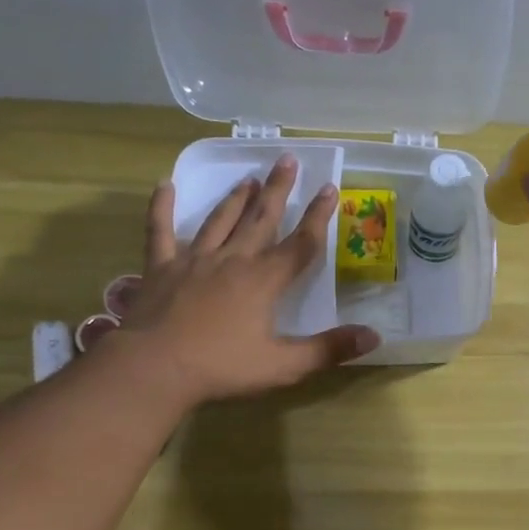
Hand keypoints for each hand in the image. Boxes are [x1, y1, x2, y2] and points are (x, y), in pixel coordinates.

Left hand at [106, 156, 379, 406]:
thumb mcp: (284, 365)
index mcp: (264, 280)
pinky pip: (160, 231)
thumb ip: (329, 349)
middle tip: (287, 160)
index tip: (330, 188)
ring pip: (219, 220)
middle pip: (261, 219)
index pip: (301, 243)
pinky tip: (165, 184)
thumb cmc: (222, 367)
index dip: (319, 216)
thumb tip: (374, 336)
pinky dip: (162, 207)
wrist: (154, 369)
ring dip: (236, 198)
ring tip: (249, 178)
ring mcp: (194, 260)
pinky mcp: (160, 268)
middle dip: (278, 190)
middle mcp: (233, 260)